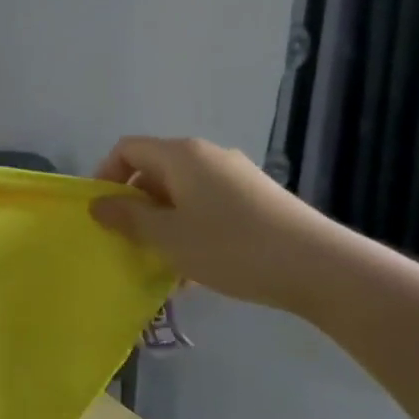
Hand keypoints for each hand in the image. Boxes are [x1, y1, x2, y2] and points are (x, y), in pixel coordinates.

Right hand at [89, 137, 351, 317]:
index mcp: (181, 155)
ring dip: (163, 222)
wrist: (320, 268)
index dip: (106, 175)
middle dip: (136, 205)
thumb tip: (98, 204)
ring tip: (162, 262)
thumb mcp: (167, 236)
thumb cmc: (231, 246)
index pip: (127, 149)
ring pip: (182, 193)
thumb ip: (127, 218)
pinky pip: (208, 206)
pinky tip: (197, 270)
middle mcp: (208, 156)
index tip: (102, 212)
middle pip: (155, 170)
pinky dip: (192, 228)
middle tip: (129, 241)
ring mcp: (237, 176)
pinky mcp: (258, 199)